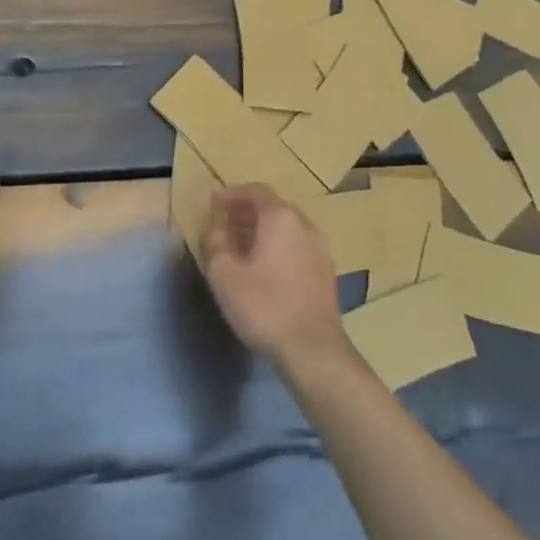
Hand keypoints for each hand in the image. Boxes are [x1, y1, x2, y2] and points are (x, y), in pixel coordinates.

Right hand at [198, 184, 345, 367]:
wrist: (313, 348)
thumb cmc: (264, 305)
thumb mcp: (224, 275)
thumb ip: (215, 243)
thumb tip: (216, 228)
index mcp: (281, 217)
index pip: (255, 191)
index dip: (232, 194)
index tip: (213, 203)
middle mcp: (305, 224)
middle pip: (273, 207)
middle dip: (246, 211)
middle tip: (224, 223)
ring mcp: (320, 247)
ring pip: (287, 227)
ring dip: (262, 230)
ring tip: (240, 245)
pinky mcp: (326, 271)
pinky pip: (297, 245)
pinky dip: (278, 245)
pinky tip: (264, 266)